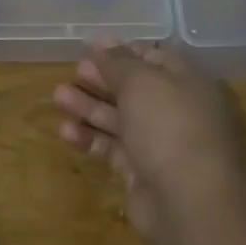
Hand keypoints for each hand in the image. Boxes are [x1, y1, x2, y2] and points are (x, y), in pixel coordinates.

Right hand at [53, 42, 245, 243]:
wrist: (188, 200)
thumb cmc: (169, 126)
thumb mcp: (142, 82)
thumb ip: (119, 63)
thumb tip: (103, 44)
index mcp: (188, 82)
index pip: (156, 59)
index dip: (125, 51)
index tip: (92, 46)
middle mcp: (177, 111)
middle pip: (135, 90)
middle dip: (103, 78)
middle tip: (74, 70)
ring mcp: (160, 144)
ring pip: (120, 119)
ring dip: (89, 107)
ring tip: (57, 96)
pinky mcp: (142, 173)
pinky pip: (113, 149)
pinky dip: (90, 139)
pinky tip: (65, 131)